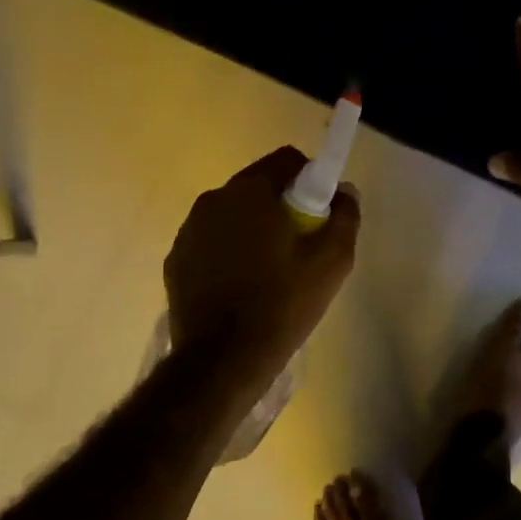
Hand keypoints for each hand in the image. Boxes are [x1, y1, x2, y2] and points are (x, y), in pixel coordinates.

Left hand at [164, 147, 360, 390]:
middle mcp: (213, 199)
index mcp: (250, 191)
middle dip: (283, 205)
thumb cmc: (283, 303)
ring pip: (233, 214)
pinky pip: (212, 241)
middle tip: (301, 245)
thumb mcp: (332, 260)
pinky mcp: (176, 260)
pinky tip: (242, 287)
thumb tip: (344, 190)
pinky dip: (229, 252)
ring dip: (254, 228)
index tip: (321, 213)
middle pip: (259, 185)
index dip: (311, 179)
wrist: (223, 360)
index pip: (287, 159)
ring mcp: (189, 230)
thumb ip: (344, 215)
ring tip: (271, 271)